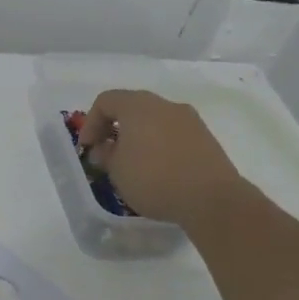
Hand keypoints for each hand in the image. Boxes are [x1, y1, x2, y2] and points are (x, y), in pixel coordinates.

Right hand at [77, 88, 247, 224]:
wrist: (211, 198)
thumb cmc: (154, 179)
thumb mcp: (116, 170)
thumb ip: (105, 154)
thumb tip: (105, 147)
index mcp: (138, 106)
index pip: (106, 101)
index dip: (90, 122)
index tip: (87, 148)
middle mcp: (165, 104)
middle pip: (131, 107)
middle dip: (114, 127)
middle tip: (107, 152)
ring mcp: (189, 119)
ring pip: (154, 120)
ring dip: (138, 136)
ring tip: (132, 163)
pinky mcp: (205, 137)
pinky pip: (173, 133)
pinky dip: (159, 144)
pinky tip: (158, 169)